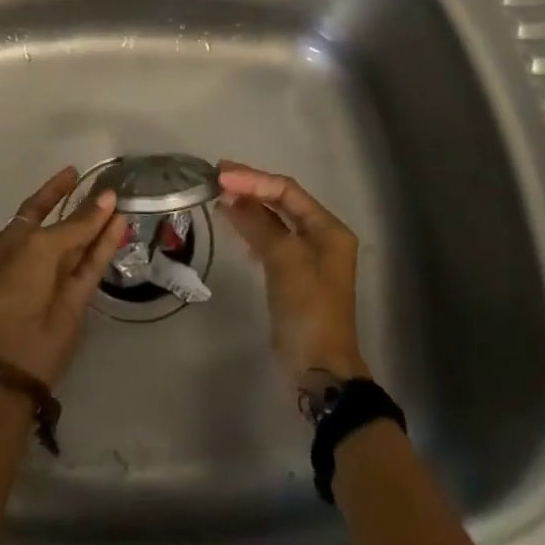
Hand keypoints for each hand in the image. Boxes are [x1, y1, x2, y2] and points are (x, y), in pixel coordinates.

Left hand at [0, 167, 127, 386]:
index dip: (55, 189)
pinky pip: (94, 263)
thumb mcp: (42, 246)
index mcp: (15, 240)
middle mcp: (36, 255)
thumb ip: (77, 224)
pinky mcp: (79, 296)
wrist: (15, 352)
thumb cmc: (16, 286)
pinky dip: (107, 244)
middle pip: (63, 224)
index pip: (37, 207)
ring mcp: (58, 276)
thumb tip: (107, 198)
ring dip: (100, 223)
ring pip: (82, 243)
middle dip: (84, 206)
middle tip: (109, 186)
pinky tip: (122, 224)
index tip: (74, 171)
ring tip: (122, 199)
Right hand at [218, 161, 367, 380]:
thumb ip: (258, 223)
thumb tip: (230, 196)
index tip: (222, 176)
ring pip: (273, 220)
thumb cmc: (308, 308)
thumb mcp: (284, 259)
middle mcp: (320, 237)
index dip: (253, 179)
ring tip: (218, 195)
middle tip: (217, 177)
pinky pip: (268, 240)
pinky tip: (231, 223)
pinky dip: (249, 228)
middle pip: (282, 201)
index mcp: (328, 229)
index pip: (287, 190)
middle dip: (250, 188)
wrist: (318, 369)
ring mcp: (306, 257)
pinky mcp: (291, 276)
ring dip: (247, 206)